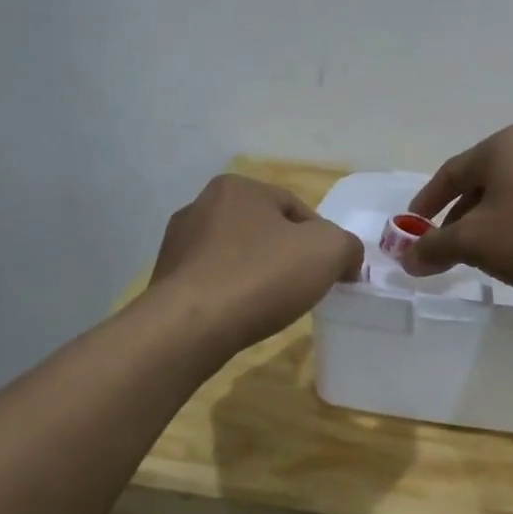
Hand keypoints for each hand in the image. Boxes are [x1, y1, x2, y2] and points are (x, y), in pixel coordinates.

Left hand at [149, 175, 362, 352]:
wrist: (191, 326)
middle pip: (264, 230)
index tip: (330, 271)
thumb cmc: (262, 276)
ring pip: (236, 256)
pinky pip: (213, 281)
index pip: (295, 208)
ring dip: (257, 274)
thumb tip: (347, 258)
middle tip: (304, 287)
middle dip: (286, 256)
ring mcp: (178, 243)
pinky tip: (241, 315)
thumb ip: (347, 245)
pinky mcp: (165, 279)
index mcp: (238, 187)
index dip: (321, 239)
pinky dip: (231, 294)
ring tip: (272, 305)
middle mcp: (201, 205)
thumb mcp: (328, 251)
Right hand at [402, 125, 512, 294]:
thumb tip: (407, 259)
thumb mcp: (476, 243)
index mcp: (500, 147)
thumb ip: (435, 248)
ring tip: (480, 257)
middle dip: (456, 220)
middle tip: (444, 251)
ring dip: (486, 226)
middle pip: (478, 185)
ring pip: (506, 197)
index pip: (449, 174)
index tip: (411, 230)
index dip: (425, 204)